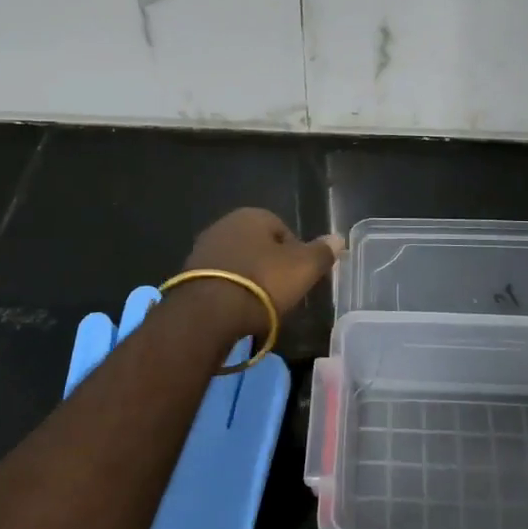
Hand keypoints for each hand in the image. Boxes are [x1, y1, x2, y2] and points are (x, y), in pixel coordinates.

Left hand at [182, 207, 342, 320]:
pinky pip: (220, 279)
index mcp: (253, 215)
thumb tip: (338, 238)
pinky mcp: (189, 274)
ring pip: (238, 263)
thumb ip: (322, 252)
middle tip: (281, 294)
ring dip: (249, 280)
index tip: (299, 280)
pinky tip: (236, 310)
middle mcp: (225, 224)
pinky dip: (230, 291)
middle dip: (270, 266)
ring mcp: (204, 248)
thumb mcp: (303, 268)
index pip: (284, 230)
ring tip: (259, 307)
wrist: (208, 313)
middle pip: (259, 246)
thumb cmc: (263, 283)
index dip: (295, 256)